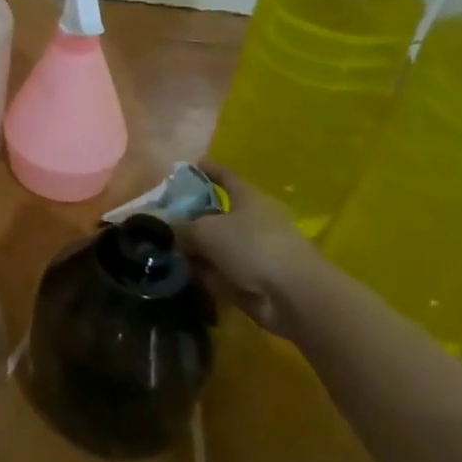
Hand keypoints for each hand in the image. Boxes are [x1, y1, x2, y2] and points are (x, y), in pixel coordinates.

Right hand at [179, 166, 330, 336]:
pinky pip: (225, 269)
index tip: (191, 165)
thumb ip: (182, 226)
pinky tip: (185, 274)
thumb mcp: (205, 230)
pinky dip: (208, 271)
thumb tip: (167, 226)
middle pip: (221, 212)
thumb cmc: (252, 246)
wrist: (294, 296)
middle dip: (196, 215)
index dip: (209, 169)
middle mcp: (256, 221)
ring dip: (199, 247)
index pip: (226, 176)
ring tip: (167, 247)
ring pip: (221, 243)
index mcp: (250, 198)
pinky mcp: (258, 279)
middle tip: (167, 217)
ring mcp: (258, 251)